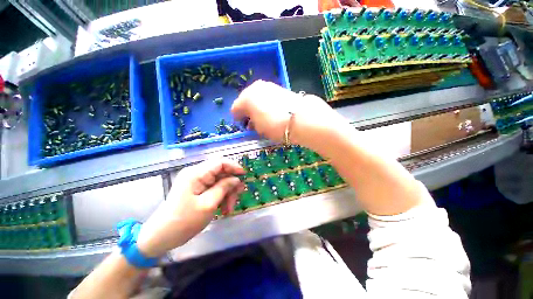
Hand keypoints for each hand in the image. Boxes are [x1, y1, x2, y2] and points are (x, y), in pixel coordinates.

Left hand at [136, 160, 244, 256]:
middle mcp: (196, 174)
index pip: (220, 162)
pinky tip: (223, 208)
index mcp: (196, 173)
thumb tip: (236, 179)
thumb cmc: (183, 221)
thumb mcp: (208, 204)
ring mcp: (197, 182)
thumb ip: (224, 188)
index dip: (234, 166)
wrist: (160, 237)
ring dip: (227, 193)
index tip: (245, 175)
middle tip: (238, 197)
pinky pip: (215, 188)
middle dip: (231, 184)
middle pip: (221, 172)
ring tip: (229, 208)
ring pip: (220, 181)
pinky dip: (221, 197)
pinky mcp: (197, 189)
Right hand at [231, 80, 344, 147]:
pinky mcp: (279, 87)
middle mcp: (255, 88)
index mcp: (246, 98)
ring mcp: (268, 86)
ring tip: (262, 116)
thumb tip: (251, 122)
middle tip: (251, 121)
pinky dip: (266, 103)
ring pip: (257, 97)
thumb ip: (251, 124)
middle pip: (246, 100)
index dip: (237, 117)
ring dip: (257, 106)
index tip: (241, 124)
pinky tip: (271, 110)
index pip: (235, 108)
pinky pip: (267, 96)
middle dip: (247, 110)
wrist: (300, 117)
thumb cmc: (275, 125)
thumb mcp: (259, 129)